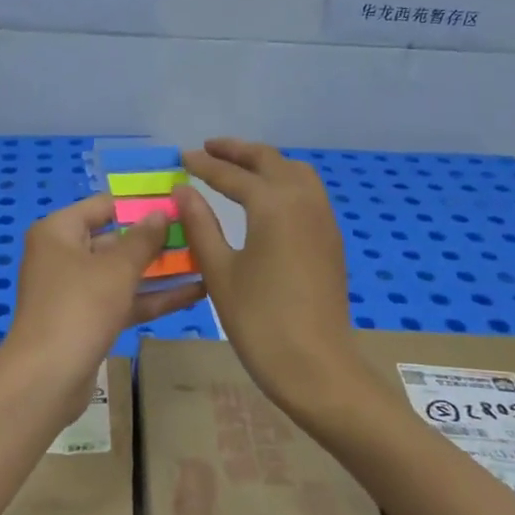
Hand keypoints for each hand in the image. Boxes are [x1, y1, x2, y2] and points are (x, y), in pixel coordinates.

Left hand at [3, 193, 204, 414]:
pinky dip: (152, 297)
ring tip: (205, 261)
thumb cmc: (80, 307)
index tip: (177, 204)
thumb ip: (143, 239)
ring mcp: (75, 290)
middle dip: (155, 239)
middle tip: (198, 233)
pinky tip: (194, 293)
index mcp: (58, 232)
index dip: (139, 204)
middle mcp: (63, 255)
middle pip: (114, 239)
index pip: (103, 206)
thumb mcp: (117, 268)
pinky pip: (123, 300)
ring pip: (122, 273)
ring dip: (160, 270)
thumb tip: (161, 213)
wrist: (47, 378)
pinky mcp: (88, 320)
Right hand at [174, 139, 369, 422]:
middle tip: (209, 149)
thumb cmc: (259, 320)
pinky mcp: (330, 239)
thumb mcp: (220, 272)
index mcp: (273, 205)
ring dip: (266, 163)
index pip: (233, 175)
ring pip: (295, 172)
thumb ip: (201, 225)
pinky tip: (267, 198)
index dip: (205, 165)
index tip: (183, 157)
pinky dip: (284, 181)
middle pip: (270, 161)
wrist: (316, 365)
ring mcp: (322, 219)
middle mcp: (303, 201)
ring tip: (238, 166)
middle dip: (238, 152)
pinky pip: (308, 192)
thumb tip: (183, 190)